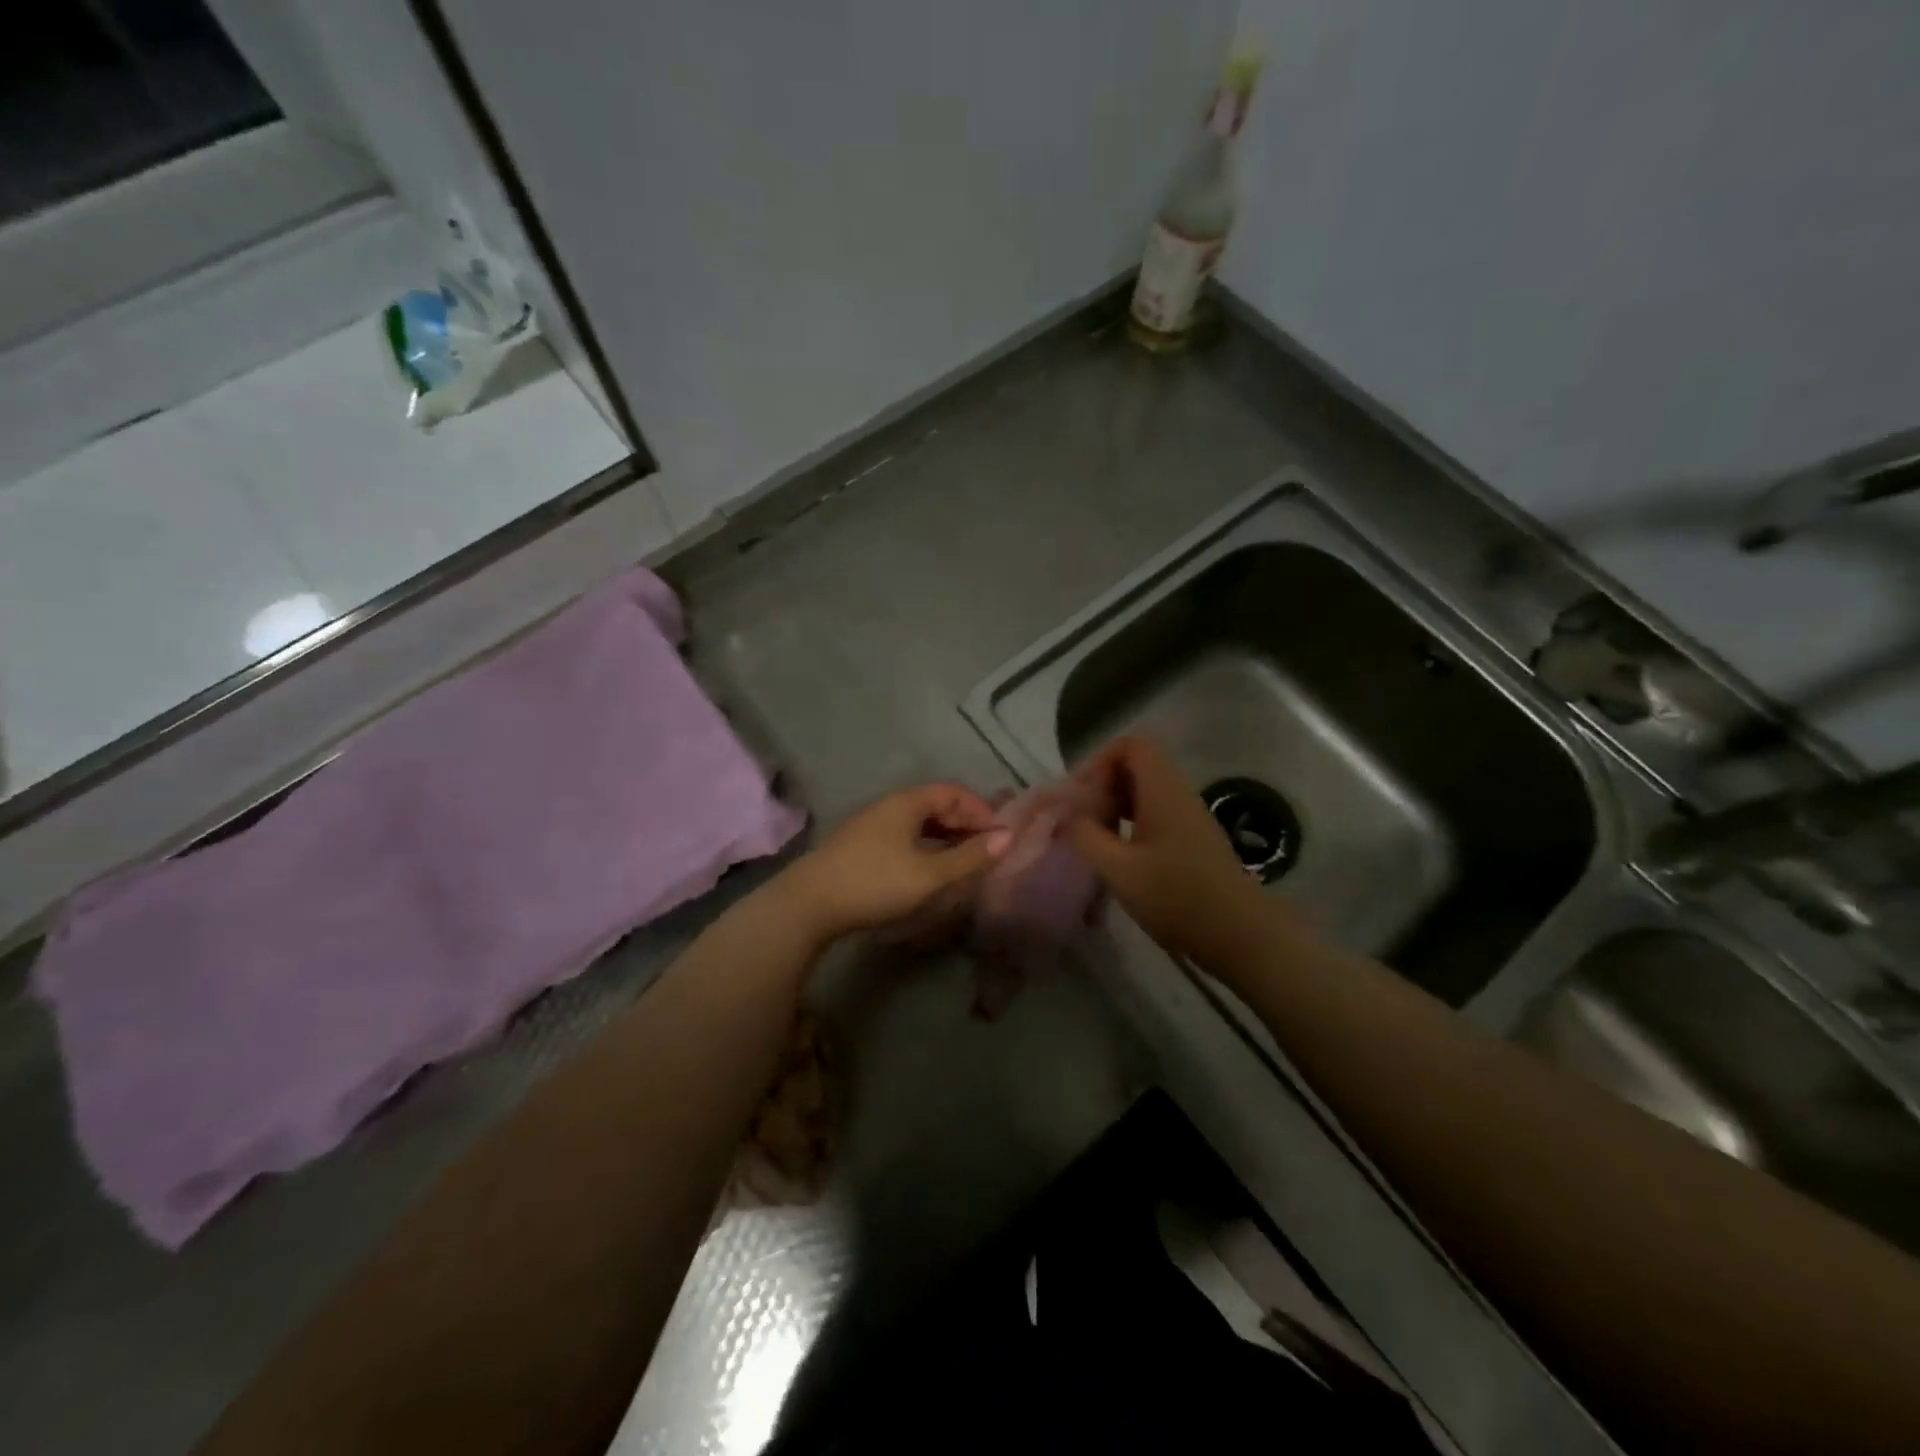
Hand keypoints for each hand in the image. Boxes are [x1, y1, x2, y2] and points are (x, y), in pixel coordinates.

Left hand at [775, 782, 1009, 945]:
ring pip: (918, 822)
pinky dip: (925, 847)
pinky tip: (928, 870)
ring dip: (945, 837)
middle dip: (964, 824)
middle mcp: (889, 806)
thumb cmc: (874, 882)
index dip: (980, 810)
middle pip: (936, 804)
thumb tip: (1008, 837)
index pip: (953, 791)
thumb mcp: (929, 874)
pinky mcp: (860, 846)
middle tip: (984, 852)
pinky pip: (903, 836)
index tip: (997, 838)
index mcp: (907, 802)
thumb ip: (969, 857)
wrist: (808, 903)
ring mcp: (871, 825)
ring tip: (962, 863)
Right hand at [1067, 736, 1284, 964]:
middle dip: (1101, 786)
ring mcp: (1187, 818)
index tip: (1080, 796)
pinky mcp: (1190, 840)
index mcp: (1163, 790)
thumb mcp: (1118, 869)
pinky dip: (1128, 824)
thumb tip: (1067, 817)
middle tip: (1080, 820)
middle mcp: (1177, 794)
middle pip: (1134, 766)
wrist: (1239, 935)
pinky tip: (1116, 857)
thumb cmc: (1177, 897)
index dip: (1098, 761)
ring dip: (1113, 807)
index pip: (1130, 745)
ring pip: (1142, 792)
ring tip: (1093, 839)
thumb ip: (1085, 836)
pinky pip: (1153, 814)